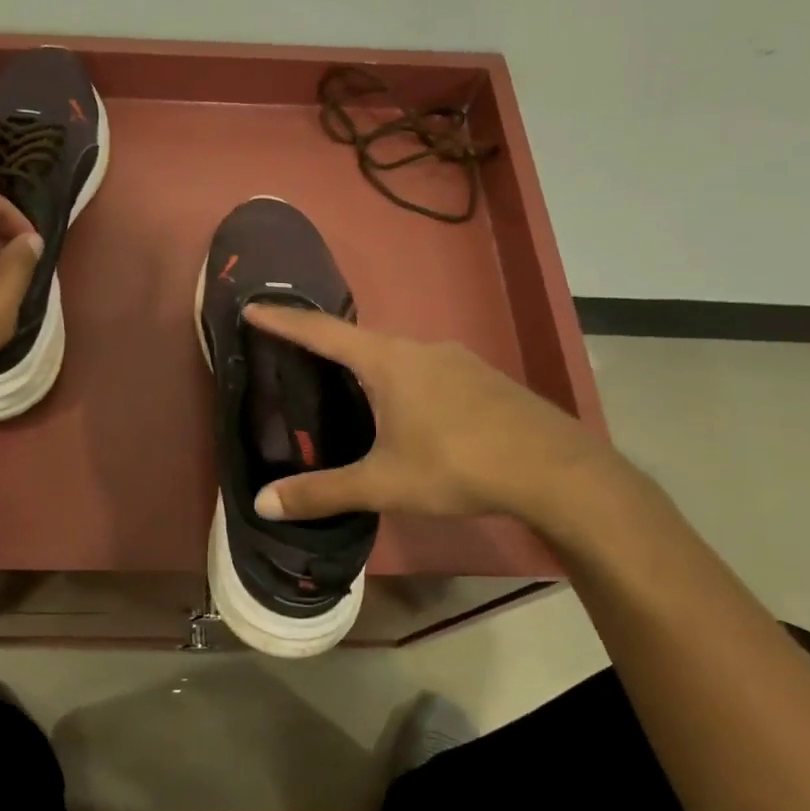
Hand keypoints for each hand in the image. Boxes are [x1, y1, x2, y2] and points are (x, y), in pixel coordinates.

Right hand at [241, 304, 629, 531]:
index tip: (253, 306)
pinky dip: (402, 380)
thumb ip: (322, 493)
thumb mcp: (383, 484)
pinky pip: (426, 368)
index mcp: (387, 362)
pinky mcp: (481, 376)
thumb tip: (261, 504)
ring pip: (397, 355)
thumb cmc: (459, 465)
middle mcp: (419, 348)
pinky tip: (409, 413)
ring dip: (367, 366)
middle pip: (359, 339)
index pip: (322, 332)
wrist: (556, 469)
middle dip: (325, 346)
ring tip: (349, 392)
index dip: (284, 320)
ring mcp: (456, 359)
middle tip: (297, 358)